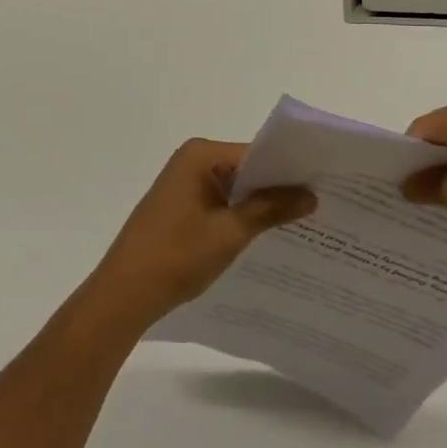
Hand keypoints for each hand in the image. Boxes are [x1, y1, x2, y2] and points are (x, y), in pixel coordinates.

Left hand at [87, 139, 314, 325]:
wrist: (124, 295)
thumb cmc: (176, 256)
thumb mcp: (230, 232)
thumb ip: (271, 209)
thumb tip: (311, 195)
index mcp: (200, 154)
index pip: (256, 153)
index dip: (288, 169)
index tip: (322, 182)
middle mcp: (191, 160)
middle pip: (246, 168)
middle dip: (277, 186)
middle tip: (321, 201)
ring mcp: (184, 184)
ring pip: (235, 187)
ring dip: (260, 203)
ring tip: (303, 219)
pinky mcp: (180, 206)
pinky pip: (221, 202)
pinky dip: (241, 214)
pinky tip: (268, 233)